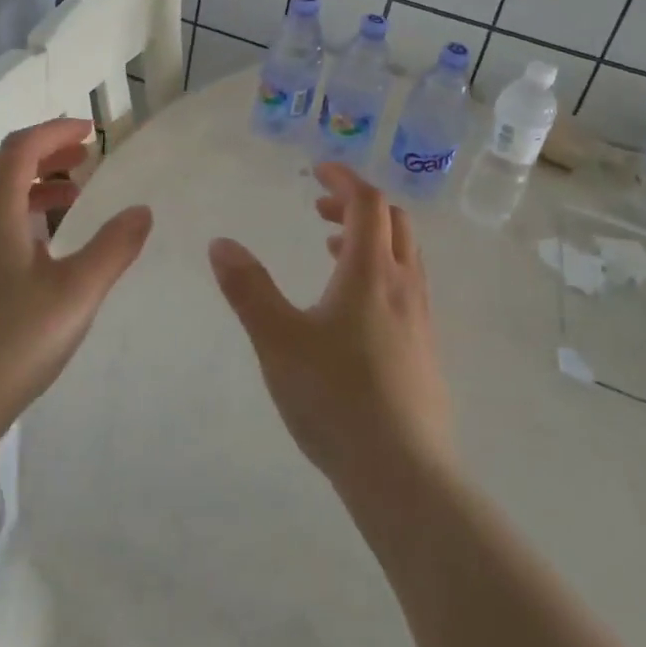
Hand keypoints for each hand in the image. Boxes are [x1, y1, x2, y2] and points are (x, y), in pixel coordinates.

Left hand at [0, 118, 151, 452]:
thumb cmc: (13, 343)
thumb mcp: (76, 295)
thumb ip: (113, 248)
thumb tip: (142, 210)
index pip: (19, 148)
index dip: (55, 132)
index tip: (90, 131)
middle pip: (0, 166)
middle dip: (43, 154)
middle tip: (84, 158)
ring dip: (29, 185)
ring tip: (71, 198)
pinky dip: (14, 214)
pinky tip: (39, 246)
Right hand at [208, 165, 453, 496]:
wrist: (403, 475)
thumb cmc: (335, 398)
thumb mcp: (277, 340)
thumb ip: (248, 289)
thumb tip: (220, 243)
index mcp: (370, 273)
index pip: (368, 203)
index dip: (344, 180)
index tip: (317, 171)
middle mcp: (403, 286)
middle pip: (394, 223)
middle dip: (357, 205)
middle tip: (319, 210)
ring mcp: (420, 320)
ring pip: (404, 256)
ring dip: (370, 239)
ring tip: (331, 250)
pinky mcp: (425, 351)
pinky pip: (406, 288)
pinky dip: (379, 272)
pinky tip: (352, 309)